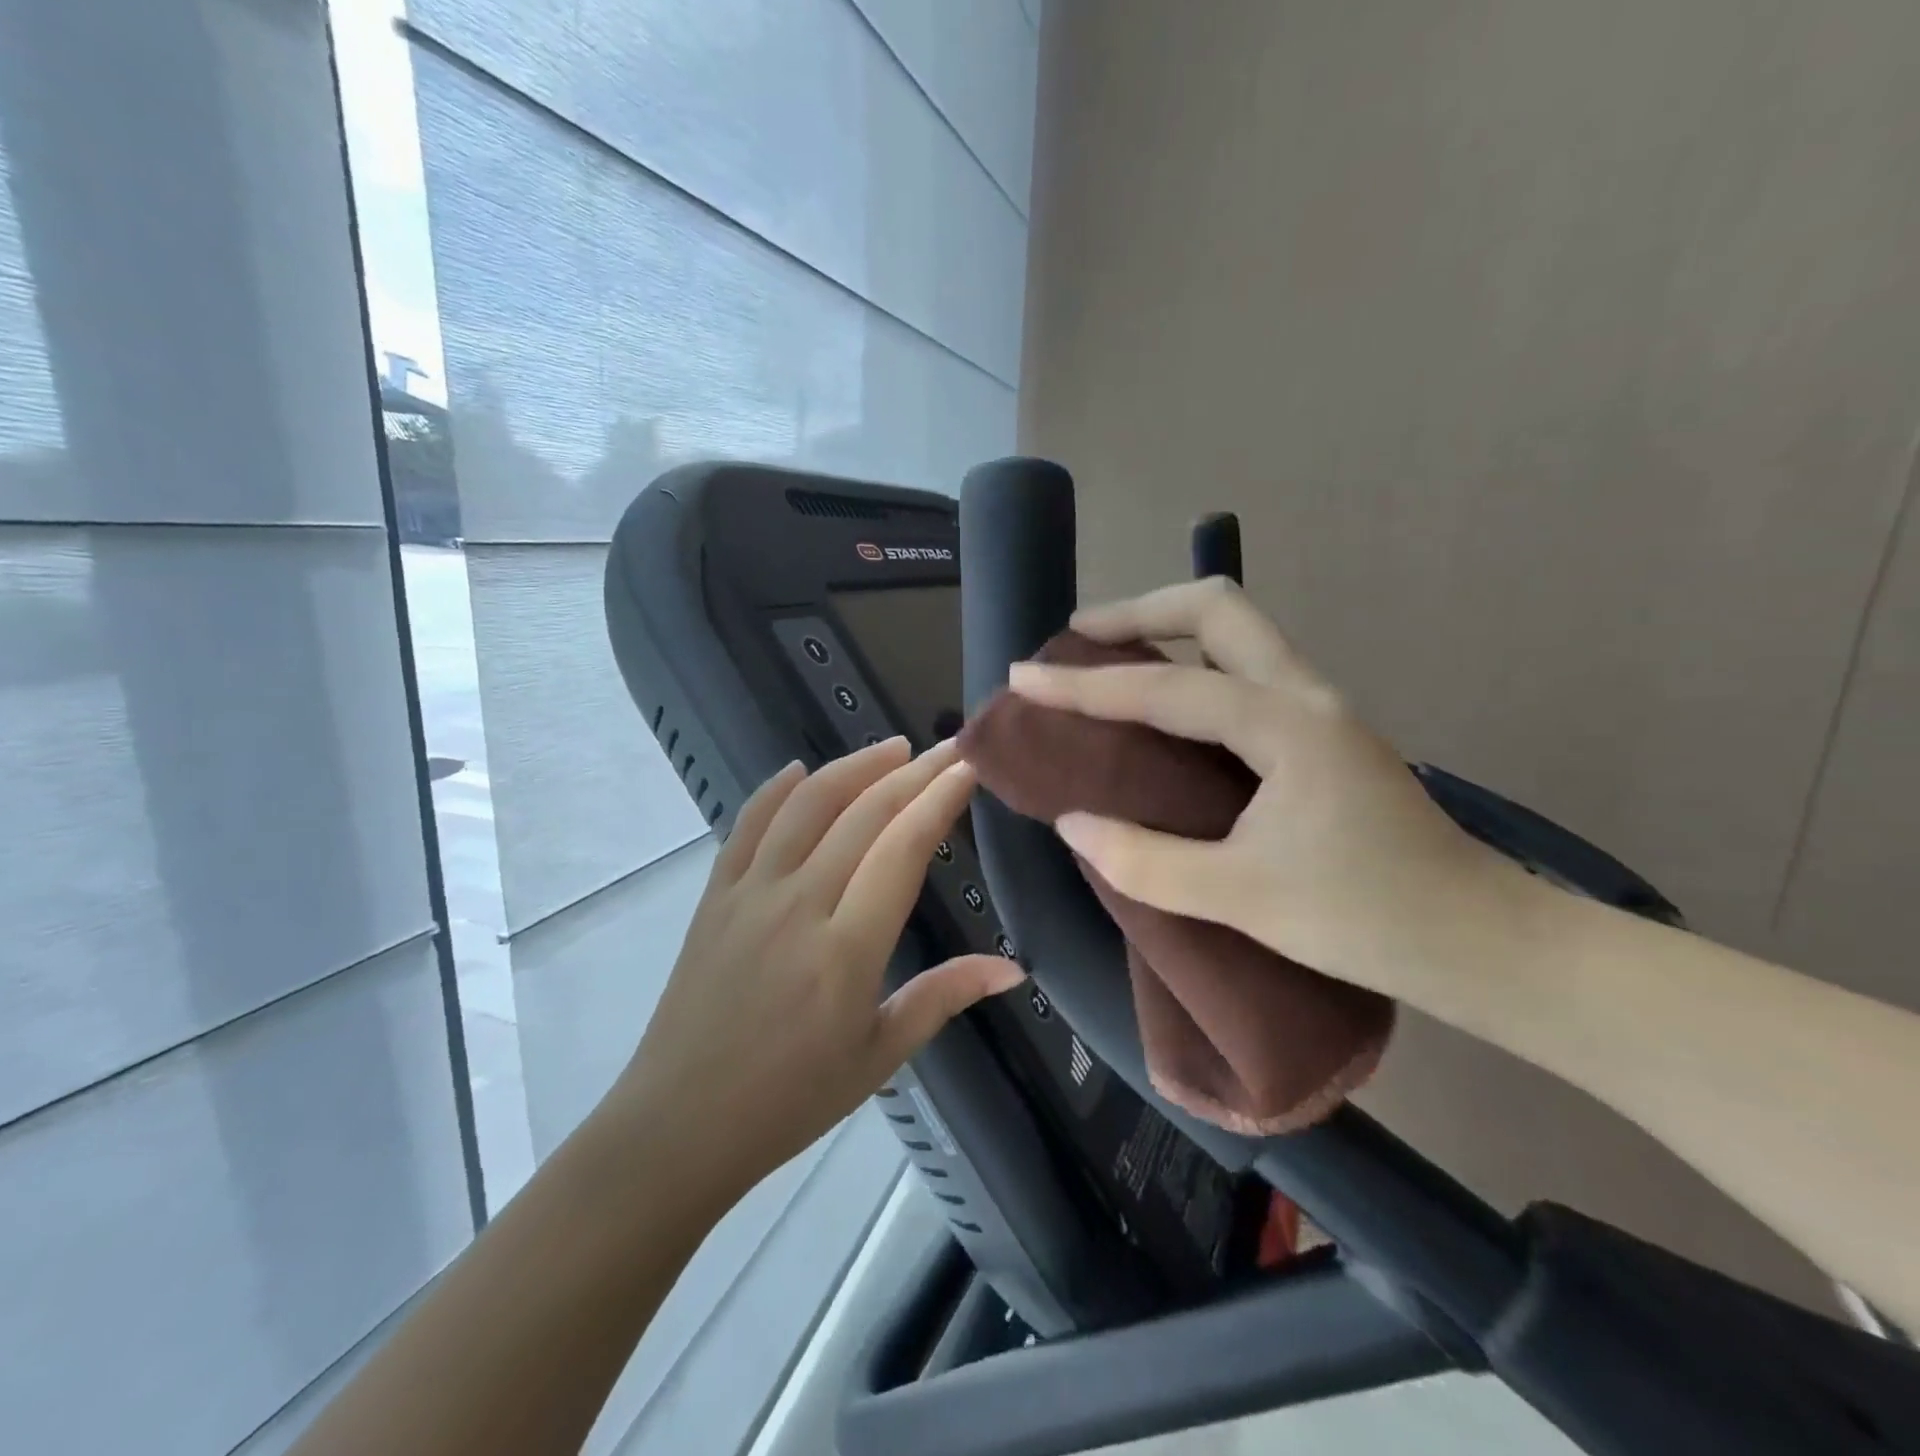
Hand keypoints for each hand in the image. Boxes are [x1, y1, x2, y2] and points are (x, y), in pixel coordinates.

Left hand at [605, 737, 1022, 1202]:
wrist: (679, 1125)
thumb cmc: (790, 1100)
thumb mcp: (879, 1056)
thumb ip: (943, 997)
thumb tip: (1012, 970)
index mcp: (846, 950)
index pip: (902, 849)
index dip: (939, 800)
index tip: (969, 769)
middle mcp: (798, 905)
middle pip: (863, 815)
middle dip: (913, 773)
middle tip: (949, 749)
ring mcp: (749, 894)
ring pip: (806, 806)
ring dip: (853, 768)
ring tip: (892, 749)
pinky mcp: (714, 896)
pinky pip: (747, 825)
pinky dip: (776, 790)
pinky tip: (800, 769)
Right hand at [1009, 579, 1531, 1007]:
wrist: (1480, 940)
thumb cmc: (1365, 918)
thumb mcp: (1241, 898)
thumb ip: (1145, 861)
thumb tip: (1072, 822)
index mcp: (1284, 725)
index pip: (1163, 689)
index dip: (1084, 684)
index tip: (1023, 675)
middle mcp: (1303, 694)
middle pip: (1216, 608)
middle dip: (1139, 611)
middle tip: (1080, 638)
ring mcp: (1319, 707)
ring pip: (1236, 630)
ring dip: (1167, 630)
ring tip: (1110, 660)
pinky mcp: (1321, 730)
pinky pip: (1245, 668)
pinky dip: (1192, 666)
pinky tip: (1165, 705)